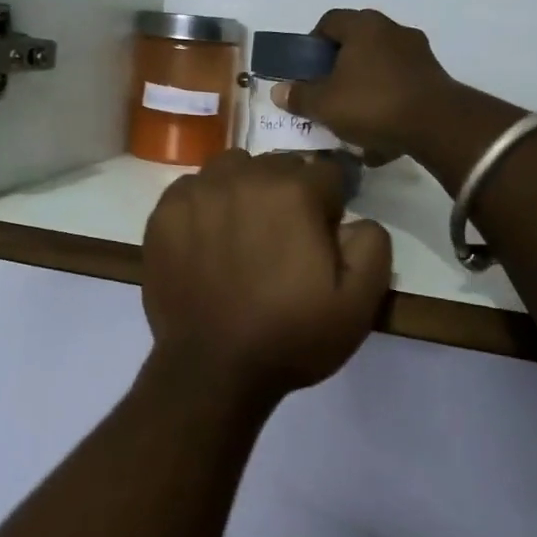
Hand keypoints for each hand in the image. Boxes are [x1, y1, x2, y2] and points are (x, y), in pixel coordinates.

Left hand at [142, 150, 392, 402]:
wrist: (211, 370)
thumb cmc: (290, 336)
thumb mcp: (358, 303)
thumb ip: (372, 243)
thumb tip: (354, 219)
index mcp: (294, 191)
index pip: (327, 173)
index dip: (331, 206)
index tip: (322, 238)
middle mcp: (243, 177)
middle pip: (279, 165)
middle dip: (289, 192)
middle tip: (283, 240)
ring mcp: (198, 192)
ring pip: (233, 168)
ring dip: (245, 189)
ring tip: (243, 232)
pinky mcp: (164, 212)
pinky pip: (193, 187)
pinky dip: (205, 204)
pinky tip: (207, 240)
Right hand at [273, 9, 456, 162]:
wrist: (438, 125)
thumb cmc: (373, 104)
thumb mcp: (325, 104)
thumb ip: (299, 96)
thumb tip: (279, 91)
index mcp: (363, 25)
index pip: (329, 21)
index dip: (312, 44)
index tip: (306, 70)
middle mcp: (391, 29)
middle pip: (355, 42)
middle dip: (339, 66)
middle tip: (327, 91)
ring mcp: (417, 51)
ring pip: (379, 63)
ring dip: (364, 84)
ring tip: (354, 115)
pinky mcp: (434, 75)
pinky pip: (400, 83)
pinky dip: (387, 99)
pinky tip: (380, 129)